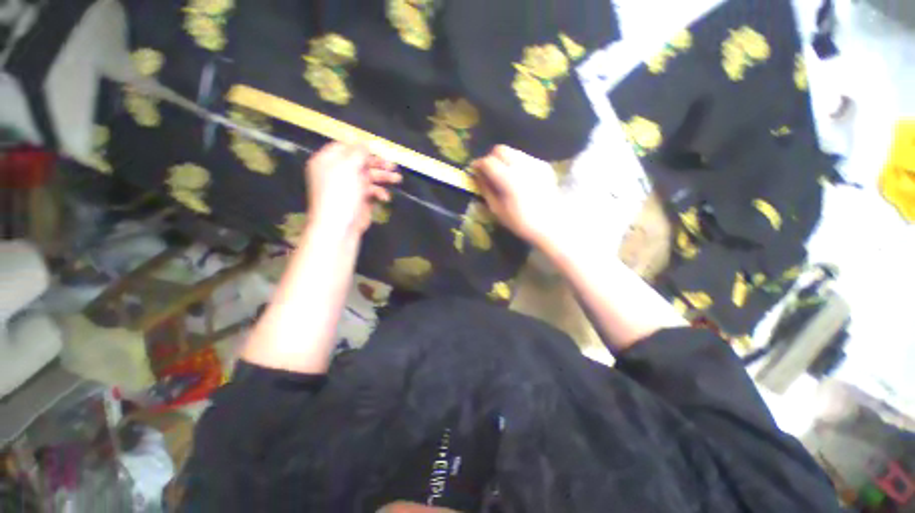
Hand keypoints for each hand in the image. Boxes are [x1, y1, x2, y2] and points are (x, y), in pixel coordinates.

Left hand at [305, 142, 400, 237]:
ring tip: (397, 179)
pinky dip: (379, 193)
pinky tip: (384, 197)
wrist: (339, 225)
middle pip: (360, 163)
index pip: (345, 148)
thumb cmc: (340, 193)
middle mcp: (338, 172)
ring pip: (369, 177)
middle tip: (392, 166)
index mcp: (328, 161)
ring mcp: (350, 187)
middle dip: (378, 164)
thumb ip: (358, 152)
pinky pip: (371, 191)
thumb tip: (364, 142)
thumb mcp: (348, 167)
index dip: (361, 149)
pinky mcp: (360, 200)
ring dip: (383, 178)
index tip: (376, 150)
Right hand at [471, 145, 561, 247]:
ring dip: (504, 159)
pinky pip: (525, 158)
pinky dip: (517, 163)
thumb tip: (477, 176)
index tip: (473, 170)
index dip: (478, 164)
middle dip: (491, 158)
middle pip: (501, 149)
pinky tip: (518, 178)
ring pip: (513, 151)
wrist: (552, 225)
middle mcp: (523, 166)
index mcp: (509, 179)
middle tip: (488, 171)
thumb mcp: (498, 210)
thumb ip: (485, 190)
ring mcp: (535, 164)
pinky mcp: (544, 166)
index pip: (488, 162)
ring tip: (503, 175)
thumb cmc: (521, 222)